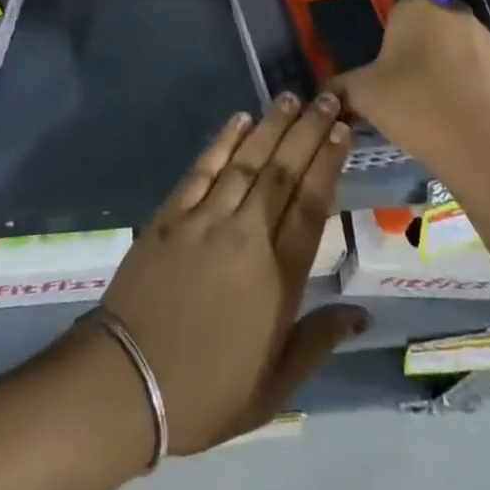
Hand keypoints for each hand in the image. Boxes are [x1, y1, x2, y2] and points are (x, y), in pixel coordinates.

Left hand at [99, 95, 366, 454]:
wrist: (128, 382)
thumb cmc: (207, 391)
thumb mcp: (275, 387)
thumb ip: (318, 340)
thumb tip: (361, 313)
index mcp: (277, 277)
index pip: (311, 205)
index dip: (328, 163)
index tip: (342, 132)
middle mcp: (246, 235)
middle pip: (283, 172)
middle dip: (307, 131)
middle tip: (326, 99)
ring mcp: (205, 218)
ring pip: (246, 161)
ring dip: (270, 126)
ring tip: (291, 98)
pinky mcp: (171, 213)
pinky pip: (203, 168)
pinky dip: (223, 140)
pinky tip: (239, 119)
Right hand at [327, 0, 489, 180]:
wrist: (483, 146)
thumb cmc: (413, 106)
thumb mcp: (363, 95)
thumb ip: (342, 86)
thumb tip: (328, 89)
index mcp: (415, 10)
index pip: (395, 16)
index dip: (387, 45)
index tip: (384, 76)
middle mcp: (452, 14)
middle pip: (427, 30)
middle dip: (418, 54)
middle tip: (406, 92)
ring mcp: (486, 40)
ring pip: (455, 50)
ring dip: (445, 70)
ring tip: (435, 109)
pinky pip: (480, 73)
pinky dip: (470, 89)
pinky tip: (460, 118)